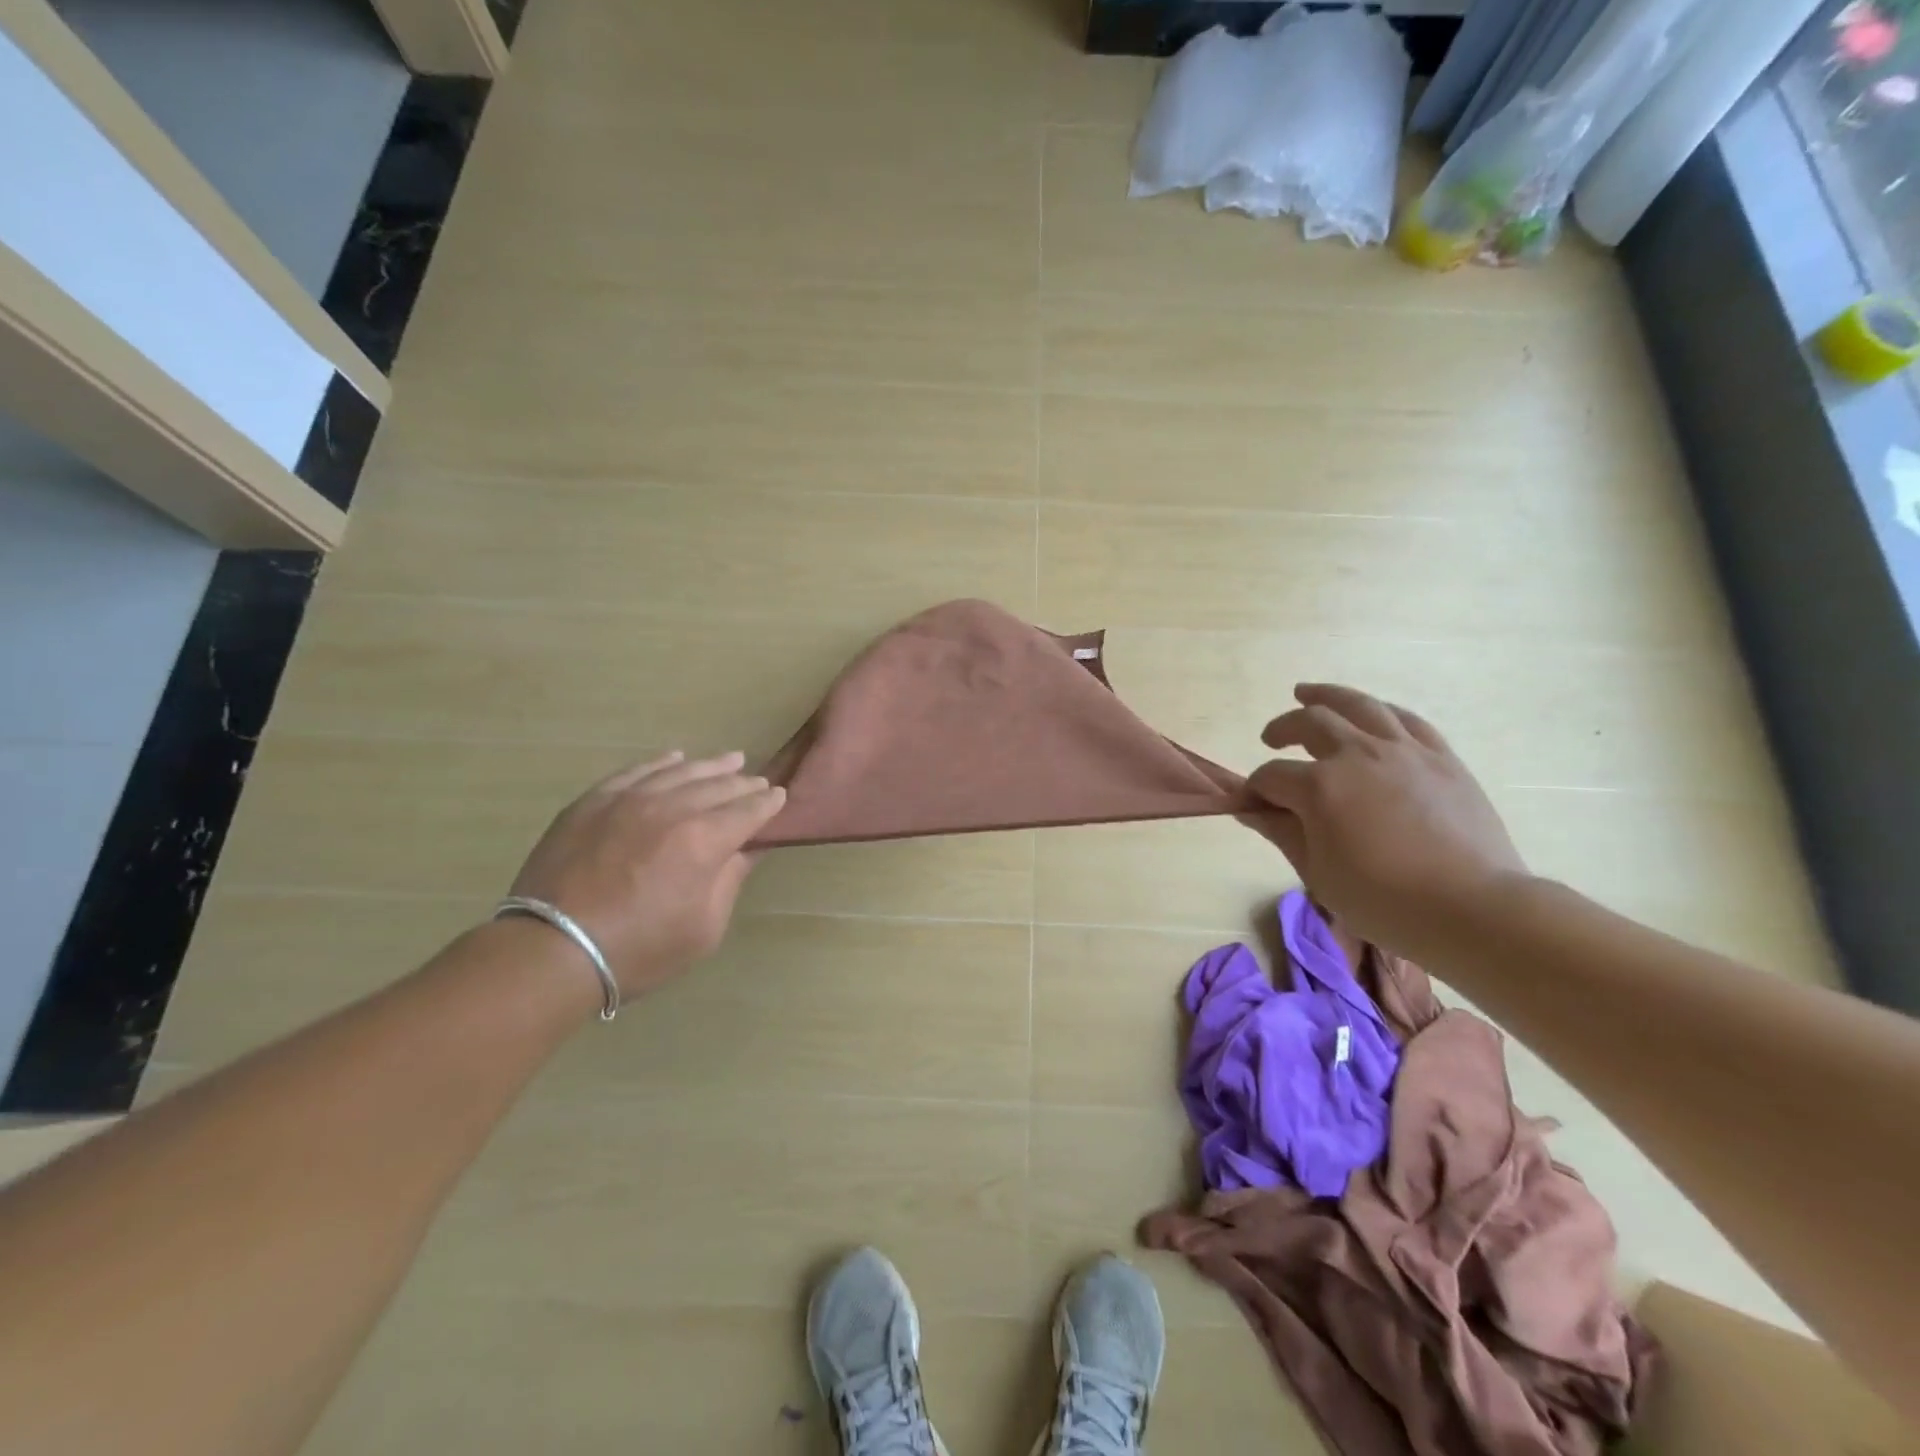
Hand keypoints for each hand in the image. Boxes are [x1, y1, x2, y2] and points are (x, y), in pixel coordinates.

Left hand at [509, 751, 785, 997]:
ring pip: (681, 772)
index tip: (779, 797)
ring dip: (710, 766)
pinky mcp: (594, 801)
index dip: (768, 803)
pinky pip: (636, 771)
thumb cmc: (639, 950)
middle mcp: (672, 808)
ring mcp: (629, 800)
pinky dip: (661, 763)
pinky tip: (675, 758)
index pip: (748, 811)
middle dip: (744, 783)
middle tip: (757, 782)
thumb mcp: (704, 928)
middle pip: (718, 786)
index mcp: (704, 840)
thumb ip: (730, 880)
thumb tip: (748, 848)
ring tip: (730, 760)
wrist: (551, 950)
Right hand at [1241, 684, 1526, 955]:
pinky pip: (1406, 719)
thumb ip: (1281, 832)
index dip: (1254, 789)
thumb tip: (1250, 810)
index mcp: (1320, 786)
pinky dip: (1379, 710)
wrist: (1472, 908)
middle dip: (1281, 729)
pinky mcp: (1441, 757)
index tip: (1250, 805)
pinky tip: (1369, 713)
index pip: (1272, 777)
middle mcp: (1357, 754)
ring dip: (1325, 696)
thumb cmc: (1383, 901)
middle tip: (1270, 741)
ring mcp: (1403, 750)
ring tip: (1305, 693)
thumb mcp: (1317, 873)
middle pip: (1309, 723)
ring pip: (1358, 705)